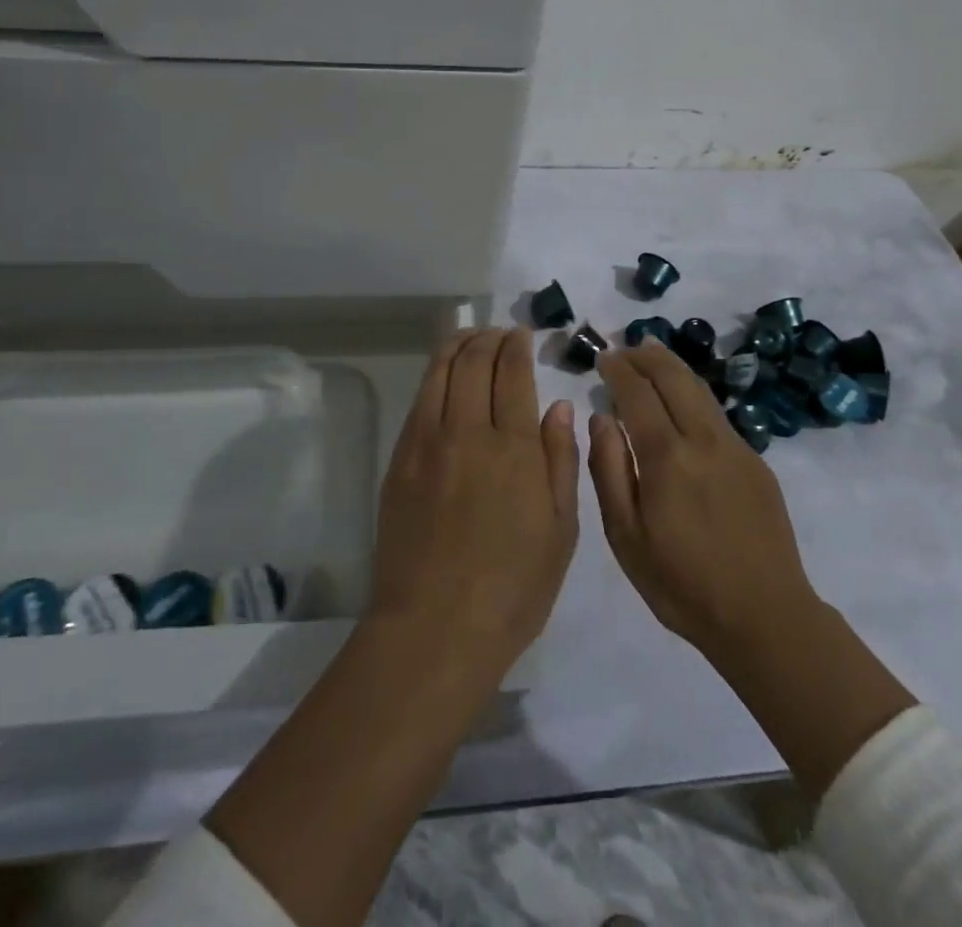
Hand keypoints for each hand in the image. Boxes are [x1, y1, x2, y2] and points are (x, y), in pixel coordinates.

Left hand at [370, 328, 578, 685]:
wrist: (435, 628)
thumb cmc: (512, 589)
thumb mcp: (560, 531)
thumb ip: (561, 461)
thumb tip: (558, 405)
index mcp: (515, 448)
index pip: (513, 374)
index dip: (517, 347)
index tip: (522, 335)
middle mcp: (469, 431)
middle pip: (475, 362)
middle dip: (489, 339)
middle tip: (499, 333)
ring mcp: (428, 442)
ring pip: (441, 372)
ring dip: (458, 345)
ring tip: (470, 337)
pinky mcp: (401, 459)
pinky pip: (419, 399)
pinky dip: (434, 374)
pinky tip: (444, 374)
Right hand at [588, 339, 816, 659]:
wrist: (765, 617)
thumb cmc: (682, 584)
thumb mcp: (626, 537)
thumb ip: (609, 470)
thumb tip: (601, 418)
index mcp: (667, 457)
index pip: (638, 394)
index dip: (618, 370)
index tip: (603, 357)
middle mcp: (704, 440)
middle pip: (674, 377)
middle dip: (646, 355)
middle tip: (624, 349)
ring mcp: (737, 448)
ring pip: (700, 389)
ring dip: (672, 367)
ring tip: (650, 357)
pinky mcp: (756, 462)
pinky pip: (716, 414)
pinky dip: (692, 394)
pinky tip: (681, 405)